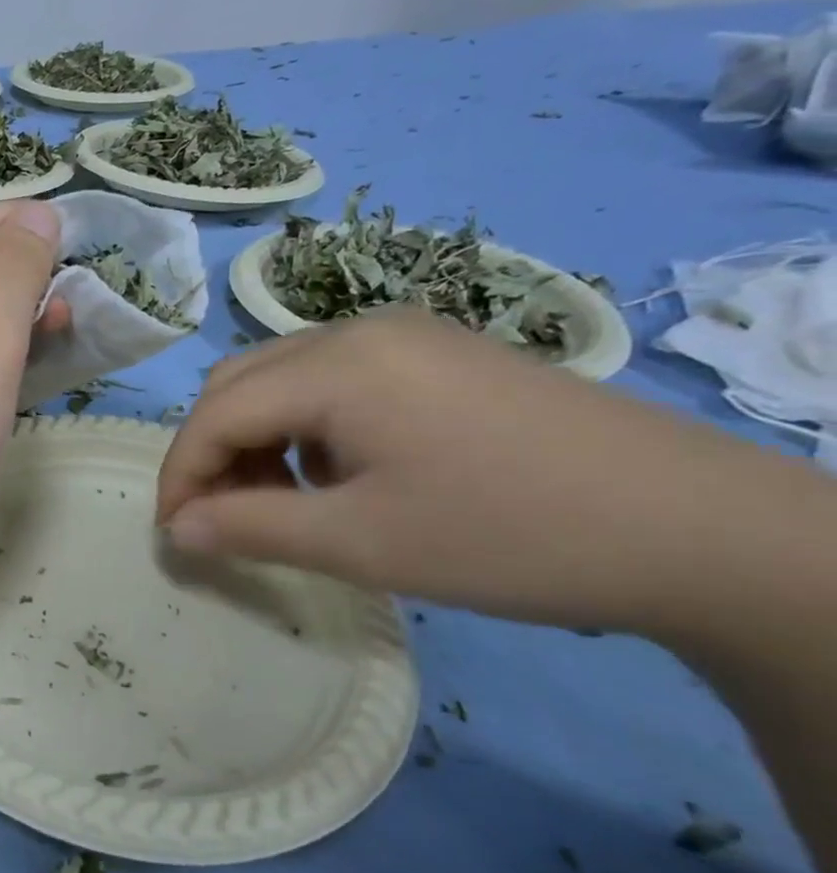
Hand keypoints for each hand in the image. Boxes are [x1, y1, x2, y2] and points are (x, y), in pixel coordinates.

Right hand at [156, 310, 830, 635]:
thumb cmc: (510, 536)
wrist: (701, 528)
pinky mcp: (439, 350)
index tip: (171, 532)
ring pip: (284, 375)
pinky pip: (334, 376)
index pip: (216, 412)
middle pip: (241, 382)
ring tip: (279, 498)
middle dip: (212, 449)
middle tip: (219, 516)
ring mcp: (404, 333)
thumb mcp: (363, 543)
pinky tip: (339, 469)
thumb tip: (176, 530)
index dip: (181, 472)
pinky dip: (306, 422)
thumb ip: (251, 529)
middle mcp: (358, 329)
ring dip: (257, 434)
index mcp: (336, 364)